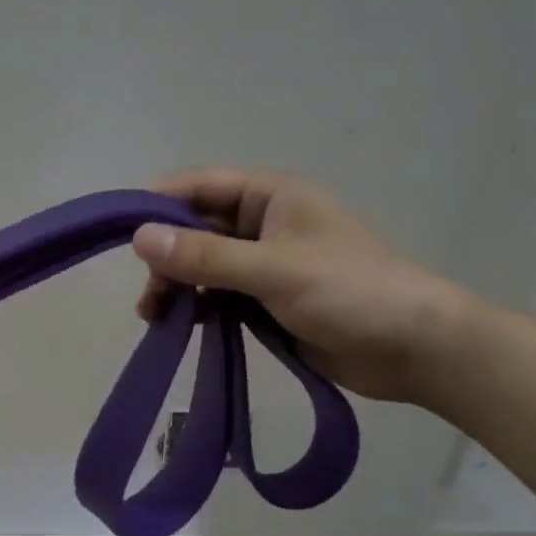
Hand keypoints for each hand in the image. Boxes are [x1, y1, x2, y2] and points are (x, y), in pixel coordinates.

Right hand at [132, 169, 473, 402]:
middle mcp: (264, 222)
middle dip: (167, 256)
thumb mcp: (273, 270)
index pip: (201, 186)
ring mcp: (265, 263)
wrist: (413, 348)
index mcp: (271, 195)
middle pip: (197, 228)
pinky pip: (219, 294)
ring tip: (156, 317)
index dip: (160, 204)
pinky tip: (182, 326)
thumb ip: (206, 255)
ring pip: (204, 264)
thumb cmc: (350, 292)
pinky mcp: (267, 299)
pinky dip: (198, 307)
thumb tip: (139, 237)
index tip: (123, 234)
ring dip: (178, 285)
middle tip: (149, 296)